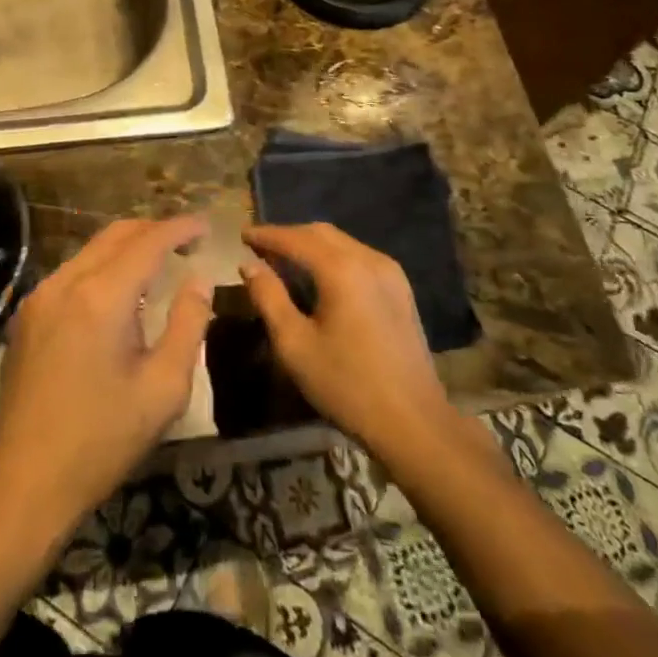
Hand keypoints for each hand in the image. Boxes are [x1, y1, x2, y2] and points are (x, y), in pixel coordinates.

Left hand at [0, 216, 212, 538]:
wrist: (24, 481)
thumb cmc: (102, 440)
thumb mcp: (163, 389)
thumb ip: (188, 325)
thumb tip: (199, 281)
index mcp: (102, 296)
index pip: (149, 241)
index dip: (180, 228)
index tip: (207, 227)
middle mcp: (66, 282)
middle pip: (116, 234)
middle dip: (155, 230)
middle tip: (187, 243)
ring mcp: (40, 296)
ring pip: (91, 250)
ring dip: (127, 248)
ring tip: (158, 264)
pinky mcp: (26, 315)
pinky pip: (72, 272)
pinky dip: (102, 268)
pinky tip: (118, 293)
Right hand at [241, 223, 456, 458]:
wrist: (414, 423)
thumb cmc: (347, 385)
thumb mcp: (295, 345)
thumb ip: (269, 298)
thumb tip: (249, 265)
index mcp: (341, 269)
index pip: (295, 239)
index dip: (266, 235)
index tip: (242, 234)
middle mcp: (368, 259)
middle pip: (321, 233)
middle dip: (288, 235)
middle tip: (260, 247)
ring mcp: (390, 273)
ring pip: (342, 243)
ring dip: (311, 245)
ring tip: (284, 260)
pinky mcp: (401, 290)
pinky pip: (359, 258)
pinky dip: (333, 258)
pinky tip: (320, 277)